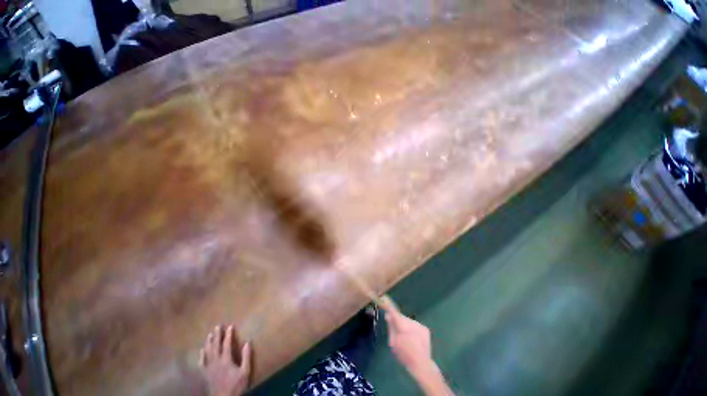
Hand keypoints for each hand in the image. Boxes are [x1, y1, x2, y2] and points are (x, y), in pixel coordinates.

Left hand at [199, 325, 251, 395]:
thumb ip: (246, 357)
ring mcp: (209, 368)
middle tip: (217, 326)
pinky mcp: (206, 374)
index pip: (227, 344)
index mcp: (226, 360)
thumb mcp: (245, 372)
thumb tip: (247, 342)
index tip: (230, 326)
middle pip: (215, 346)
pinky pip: (202, 363)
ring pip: (208, 353)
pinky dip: (202, 355)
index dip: (228, 335)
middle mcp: (216, 362)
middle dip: (217, 336)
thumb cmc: (236, 386)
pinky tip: (202, 350)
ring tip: (210, 334)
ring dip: (209, 343)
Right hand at [383, 298, 452, 395]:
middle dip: (397, 320)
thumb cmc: (404, 355)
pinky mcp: (425, 329)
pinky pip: (415, 325)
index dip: (388, 305)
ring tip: (405, 337)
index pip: (393, 311)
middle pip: (401, 317)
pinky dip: (412, 329)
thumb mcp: (393, 342)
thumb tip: (388, 315)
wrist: (422, 365)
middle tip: (395, 327)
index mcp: (402, 326)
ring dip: (405, 325)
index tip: (384, 298)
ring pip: (408, 321)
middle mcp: (411, 322)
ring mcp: (419, 325)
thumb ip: (391, 327)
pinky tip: (413, 339)